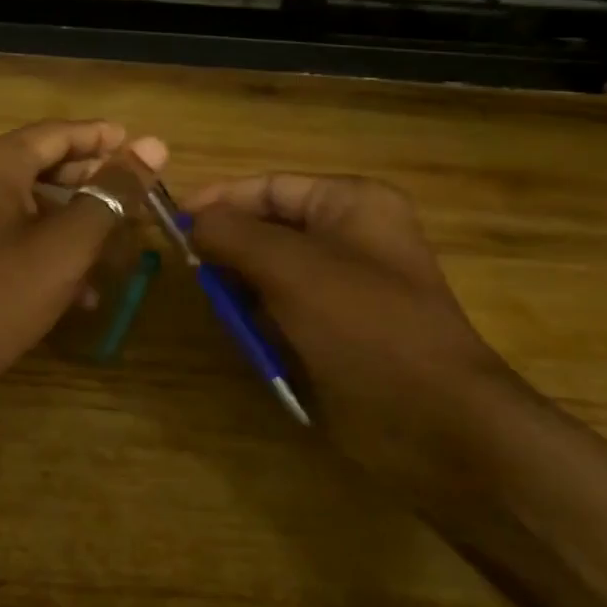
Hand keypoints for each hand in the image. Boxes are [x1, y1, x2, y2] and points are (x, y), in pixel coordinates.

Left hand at [0, 120, 166, 409]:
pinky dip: (35, 241)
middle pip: (38, 162)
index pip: (58, 133)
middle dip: (89, 183)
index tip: (144, 149)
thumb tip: (154, 145)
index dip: (104, 140)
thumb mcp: (64, 248)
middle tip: (133, 198)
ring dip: (66, 220)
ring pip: (20, 200)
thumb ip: (110, 195)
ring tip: (109, 246)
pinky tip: (69, 283)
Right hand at [187, 174, 521, 475]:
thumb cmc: (363, 324)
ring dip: (243, 290)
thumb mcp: (289, 267)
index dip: (220, 200)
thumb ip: (232, 234)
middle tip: (195, 273)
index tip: (173, 223)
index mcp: (351, 203)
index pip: (270, 186)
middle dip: (230, 249)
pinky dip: (262, 321)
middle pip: (269, 228)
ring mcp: (348, 285)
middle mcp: (352, 235)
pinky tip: (252, 340)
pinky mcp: (341, 328)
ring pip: (272, 272)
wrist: (433, 419)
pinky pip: (286, 309)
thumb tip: (192, 224)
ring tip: (224, 312)